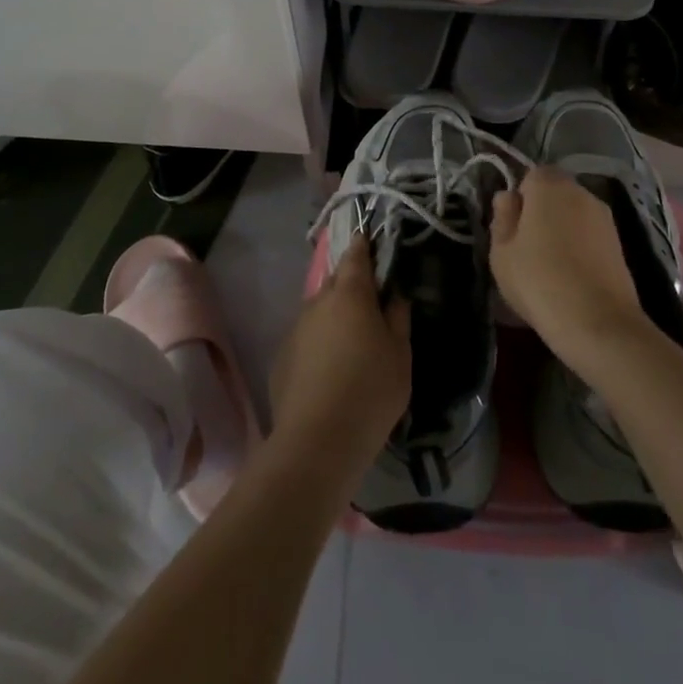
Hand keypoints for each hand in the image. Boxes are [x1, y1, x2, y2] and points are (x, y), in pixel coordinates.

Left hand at [268, 236, 409, 481]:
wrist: (317, 442)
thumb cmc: (370, 392)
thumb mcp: (400, 355)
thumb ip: (398, 318)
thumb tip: (394, 294)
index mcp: (351, 293)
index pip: (356, 255)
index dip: (364, 246)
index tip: (371, 241)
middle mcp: (319, 301)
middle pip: (337, 281)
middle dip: (352, 284)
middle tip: (370, 302)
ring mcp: (296, 328)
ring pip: (320, 310)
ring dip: (335, 316)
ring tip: (352, 343)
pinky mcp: (282, 356)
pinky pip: (306, 337)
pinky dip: (319, 343)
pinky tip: (329, 370)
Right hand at [490, 165, 648, 370]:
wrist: (598, 324)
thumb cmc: (539, 281)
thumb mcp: (502, 251)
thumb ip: (502, 217)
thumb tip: (508, 197)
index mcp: (549, 185)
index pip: (530, 176)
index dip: (520, 200)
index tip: (512, 229)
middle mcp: (581, 192)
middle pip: (554, 194)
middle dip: (541, 213)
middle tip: (526, 249)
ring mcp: (605, 218)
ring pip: (573, 215)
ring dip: (562, 231)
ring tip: (550, 268)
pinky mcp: (620, 244)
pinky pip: (589, 236)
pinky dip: (580, 249)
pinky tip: (572, 278)